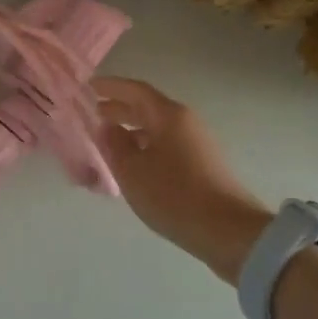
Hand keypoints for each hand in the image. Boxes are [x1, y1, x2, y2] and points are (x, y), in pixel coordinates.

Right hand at [93, 77, 271, 282]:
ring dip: (133, 130)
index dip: (111, 86)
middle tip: (95, 112)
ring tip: (110, 141)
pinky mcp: (203, 164)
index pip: (135, 90)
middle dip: (120, 108)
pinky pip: (167, 145)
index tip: (89, 86)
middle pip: (148, 108)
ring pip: (158, 128)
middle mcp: (185, 122)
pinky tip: (135, 164)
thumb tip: (108, 127)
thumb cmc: (173, 195)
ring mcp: (197, 143)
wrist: (228, 231)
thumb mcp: (132, 171)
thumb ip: (115, 144)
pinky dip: (146, 146)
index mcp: (168, 115)